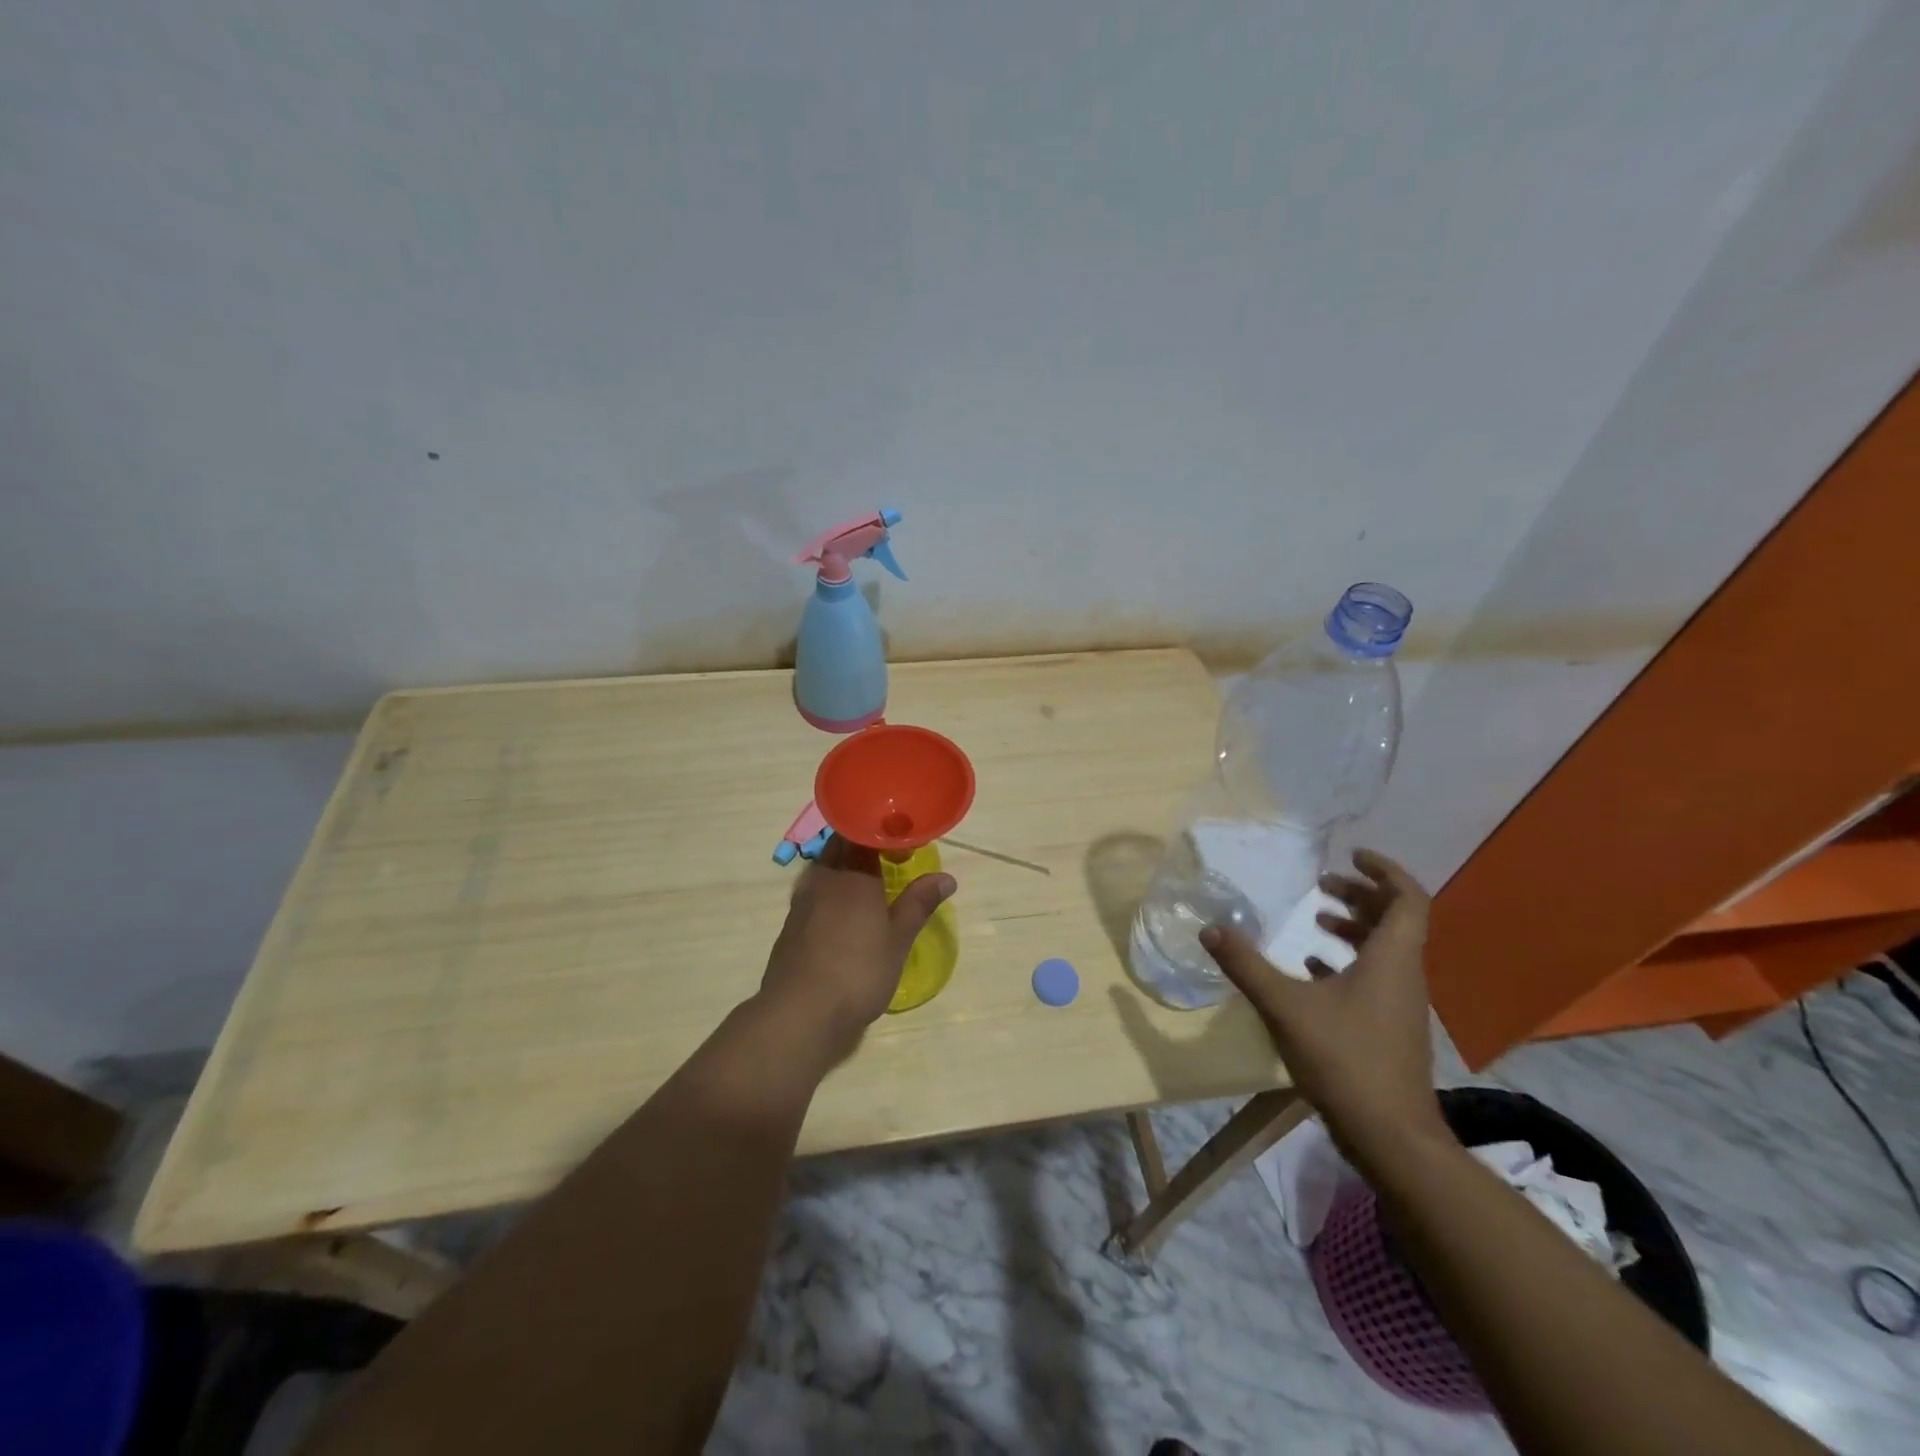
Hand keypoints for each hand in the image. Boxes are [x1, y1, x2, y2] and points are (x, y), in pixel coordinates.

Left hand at [757, 836, 955, 1062]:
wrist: (800, 1013)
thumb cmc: (858, 971)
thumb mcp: (898, 939)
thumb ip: (919, 903)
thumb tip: (946, 877)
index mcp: (852, 874)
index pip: (863, 833)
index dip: (883, 832)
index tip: (902, 841)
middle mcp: (823, 878)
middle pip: (840, 847)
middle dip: (863, 847)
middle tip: (890, 860)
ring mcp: (802, 901)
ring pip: (825, 870)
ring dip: (845, 869)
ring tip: (870, 885)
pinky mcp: (791, 924)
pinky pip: (814, 894)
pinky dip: (831, 894)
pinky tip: (845, 915)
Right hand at [1200, 849, 1444, 1163]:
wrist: (1390, 1136)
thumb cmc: (1345, 1059)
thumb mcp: (1285, 1006)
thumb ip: (1246, 965)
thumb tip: (1210, 928)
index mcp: (1392, 959)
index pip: (1408, 898)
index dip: (1384, 871)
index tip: (1351, 856)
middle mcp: (1404, 975)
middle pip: (1395, 920)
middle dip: (1360, 895)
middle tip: (1322, 884)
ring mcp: (1401, 1004)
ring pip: (1386, 949)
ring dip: (1354, 928)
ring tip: (1316, 919)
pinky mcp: (1390, 1028)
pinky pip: (1376, 978)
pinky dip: (1349, 962)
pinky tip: (1313, 969)